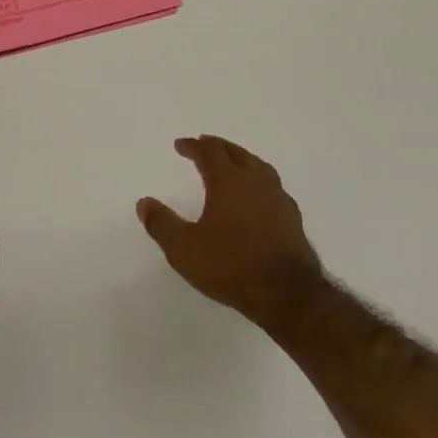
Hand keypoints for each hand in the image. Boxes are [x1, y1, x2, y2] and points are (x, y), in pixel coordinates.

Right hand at [137, 136, 324, 330]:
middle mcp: (255, 182)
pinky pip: (273, 186)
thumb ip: (162, 224)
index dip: (193, 146)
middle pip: (236, 153)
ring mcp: (278, 198)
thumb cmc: (231, 266)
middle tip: (205, 143)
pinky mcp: (292, 217)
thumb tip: (144, 202)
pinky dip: (260, 180)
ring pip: (258, 166)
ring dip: (241, 158)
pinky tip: (258, 194)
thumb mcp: (184, 249)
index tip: (180, 144)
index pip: (209, 153)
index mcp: (228, 182)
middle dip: (217, 146)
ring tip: (233, 162)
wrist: (287, 294)